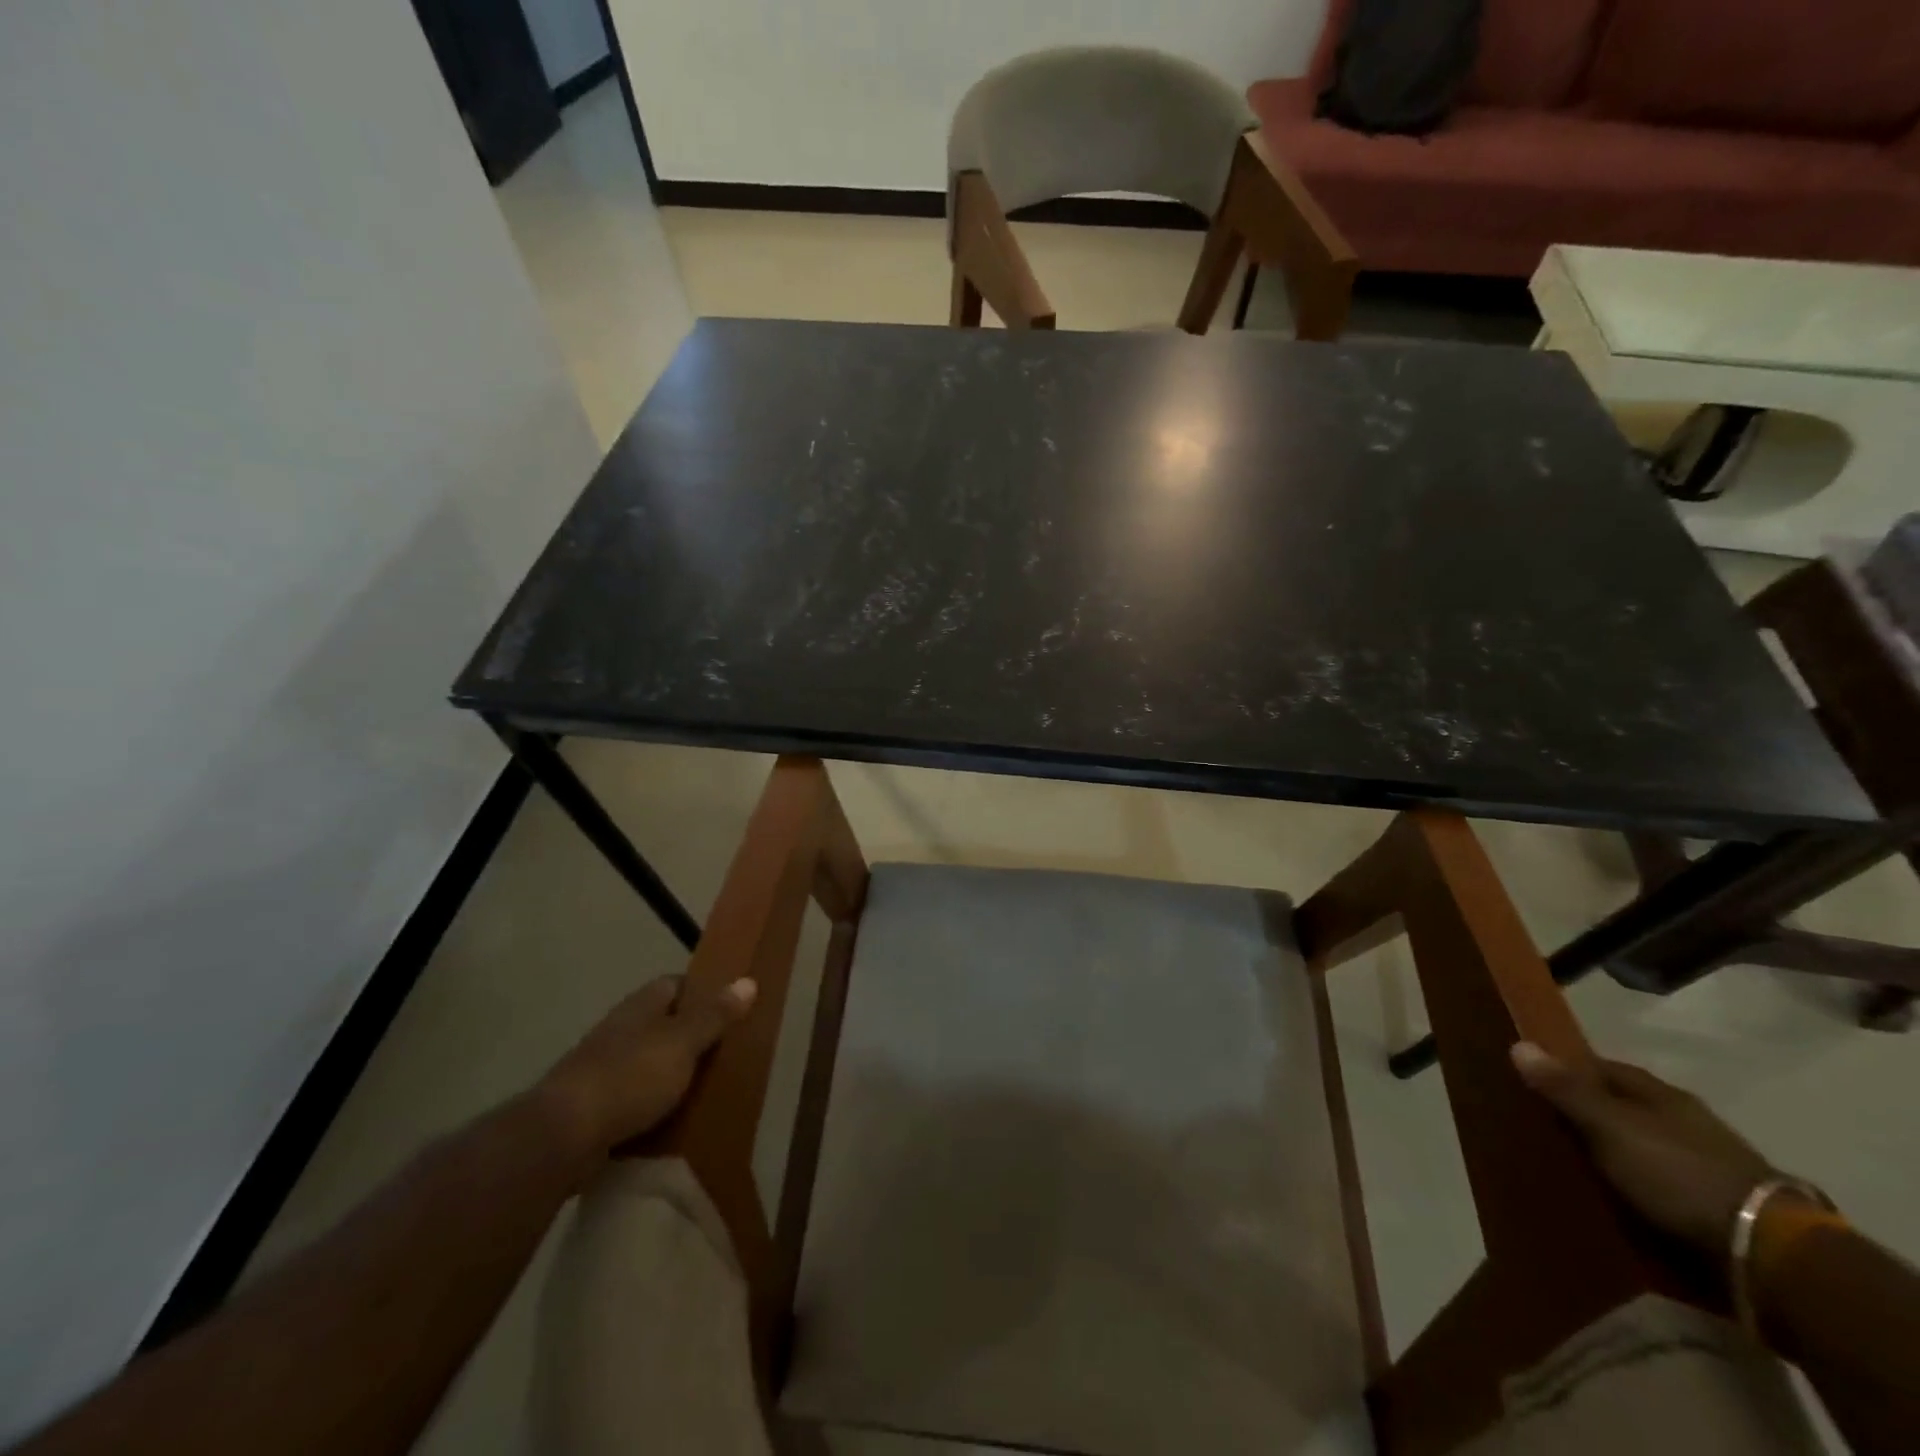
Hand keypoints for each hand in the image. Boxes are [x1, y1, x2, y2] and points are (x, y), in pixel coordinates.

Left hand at [538, 974, 757, 1160]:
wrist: (561, 1137)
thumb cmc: (630, 1077)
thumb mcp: (683, 1043)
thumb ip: (714, 1016)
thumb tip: (748, 980)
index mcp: (641, 1005)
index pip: (676, 984)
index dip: (703, 992)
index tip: (730, 1009)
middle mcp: (620, 1029)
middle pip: (663, 1023)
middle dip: (690, 1037)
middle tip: (726, 1054)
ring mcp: (603, 1068)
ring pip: (648, 1061)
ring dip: (671, 1074)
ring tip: (705, 1091)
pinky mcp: (593, 1106)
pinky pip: (633, 1098)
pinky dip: (652, 1106)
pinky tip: (671, 1121)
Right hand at [1511, 1042, 1776, 1257]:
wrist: (1770, 1252)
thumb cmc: (1678, 1172)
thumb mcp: (1610, 1127)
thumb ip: (1566, 1090)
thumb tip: (1519, 1043)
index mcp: (1661, 1094)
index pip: (1604, 1068)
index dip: (1569, 1071)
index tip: (1536, 1082)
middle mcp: (1687, 1121)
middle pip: (1626, 1108)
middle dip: (1591, 1115)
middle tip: (1550, 1128)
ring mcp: (1710, 1164)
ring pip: (1646, 1147)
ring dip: (1617, 1155)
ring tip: (1579, 1169)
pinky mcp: (1720, 1206)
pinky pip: (1665, 1186)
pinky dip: (1641, 1189)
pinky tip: (1621, 1200)